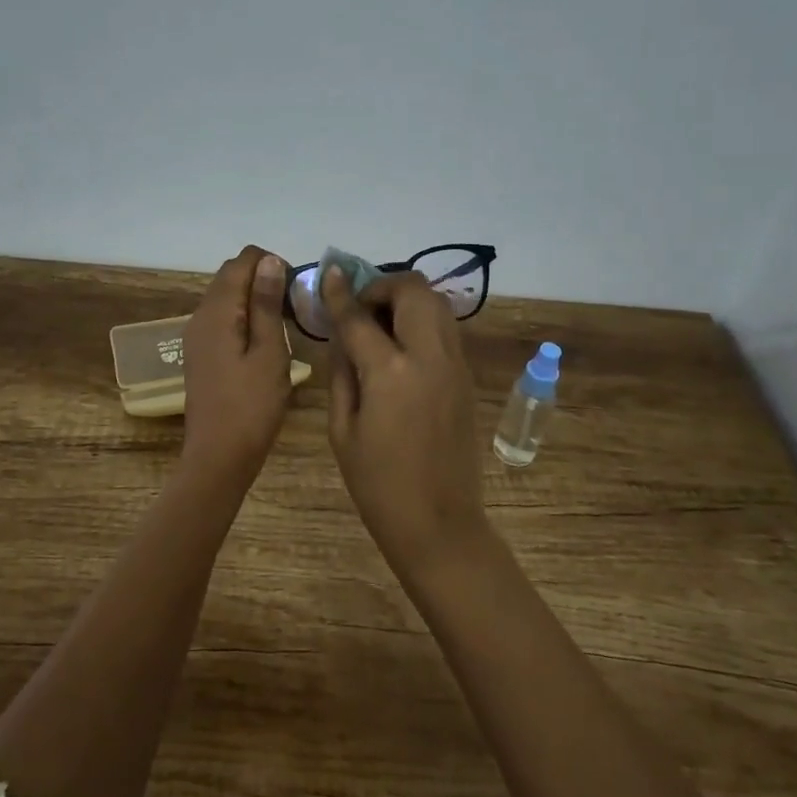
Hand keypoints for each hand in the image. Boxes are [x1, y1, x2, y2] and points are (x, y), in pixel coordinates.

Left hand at [178, 245, 293, 490]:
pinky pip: (223, 319)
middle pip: (231, 276)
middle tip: (295, 307)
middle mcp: (200, 316)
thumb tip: (269, 260)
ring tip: (286, 323)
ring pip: (227, 298)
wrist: (219, 457)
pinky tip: (266, 341)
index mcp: (217, 311)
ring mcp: (197, 336)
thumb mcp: (269, 352)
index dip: (272, 264)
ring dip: (256, 299)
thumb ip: (266, 303)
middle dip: (264, 279)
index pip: (242, 261)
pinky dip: (245, 317)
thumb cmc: (251, 406)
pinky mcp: (201, 353)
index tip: (297, 290)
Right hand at [322, 266, 489, 579]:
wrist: (439, 523)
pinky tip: (401, 345)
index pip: (360, 317)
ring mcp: (455, 365)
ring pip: (437, 304)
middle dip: (384, 286)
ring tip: (381, 323)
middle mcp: (430, 357)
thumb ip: (341, 372)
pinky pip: (445, 329)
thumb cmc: (378, 485)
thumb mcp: (342, 429)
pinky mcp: (467, 377)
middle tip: (361, 307)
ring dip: (407, 299)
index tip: (330, 272)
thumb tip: (341, 334)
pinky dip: (422, 320)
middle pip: (414, 290)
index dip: (341, 292)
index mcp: (391, 373)